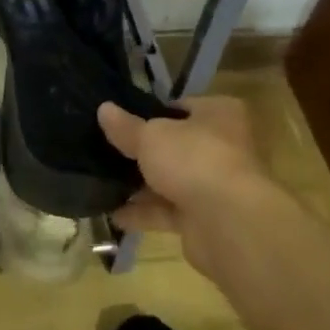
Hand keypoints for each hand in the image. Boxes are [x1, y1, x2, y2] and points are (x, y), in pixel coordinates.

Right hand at [98, 96, 280, 271]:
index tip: (121, 121)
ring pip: (170, 181)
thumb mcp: (151, 136)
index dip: (152, 112)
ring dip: (139, 186)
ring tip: (101, 184)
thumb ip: (126, 127)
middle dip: (142, 153)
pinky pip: (167, 212)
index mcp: (219, 114)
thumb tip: (104, 109)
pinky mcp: (204, 219)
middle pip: (175, 146)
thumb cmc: (194, 160)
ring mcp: (214, 185)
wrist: (229, 223)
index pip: (182, 107)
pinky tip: (113, 214)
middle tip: (105, 151)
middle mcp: (222, 147)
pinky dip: (143, 213)